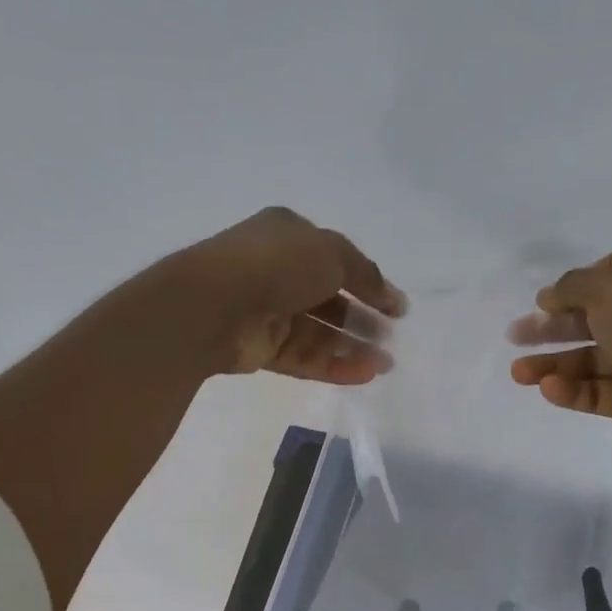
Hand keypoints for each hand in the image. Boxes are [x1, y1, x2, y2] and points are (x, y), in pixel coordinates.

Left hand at [182, 207, 404, 383]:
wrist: (213, 304)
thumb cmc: (276, 265)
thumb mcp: (332, 254)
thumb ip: (366, 274)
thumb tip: (391, 297)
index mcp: (289, 236)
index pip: (337, 260)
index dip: (369, 283)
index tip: (398, 308)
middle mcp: (278, 271)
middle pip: (330, 299)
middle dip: (363, 319)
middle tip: (391, 337)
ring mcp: (268, 311)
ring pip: (319, 333)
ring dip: (354, 347)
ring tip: (386, 363)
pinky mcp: (262, 348)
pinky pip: (305, 357)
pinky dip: (334, 365)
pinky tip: (365, 374)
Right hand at [510, 251, 611, 465]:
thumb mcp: (609, 288)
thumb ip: (572, 285)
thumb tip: (549, 297)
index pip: (610, 273)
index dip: (574, 285)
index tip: (542, 301)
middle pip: (593, 317)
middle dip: (552, 327)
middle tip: (515, 335)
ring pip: (590, 358)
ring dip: (552, 363)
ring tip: (518, 373)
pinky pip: (596, 390)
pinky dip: (571, 389)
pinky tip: (548, 389)